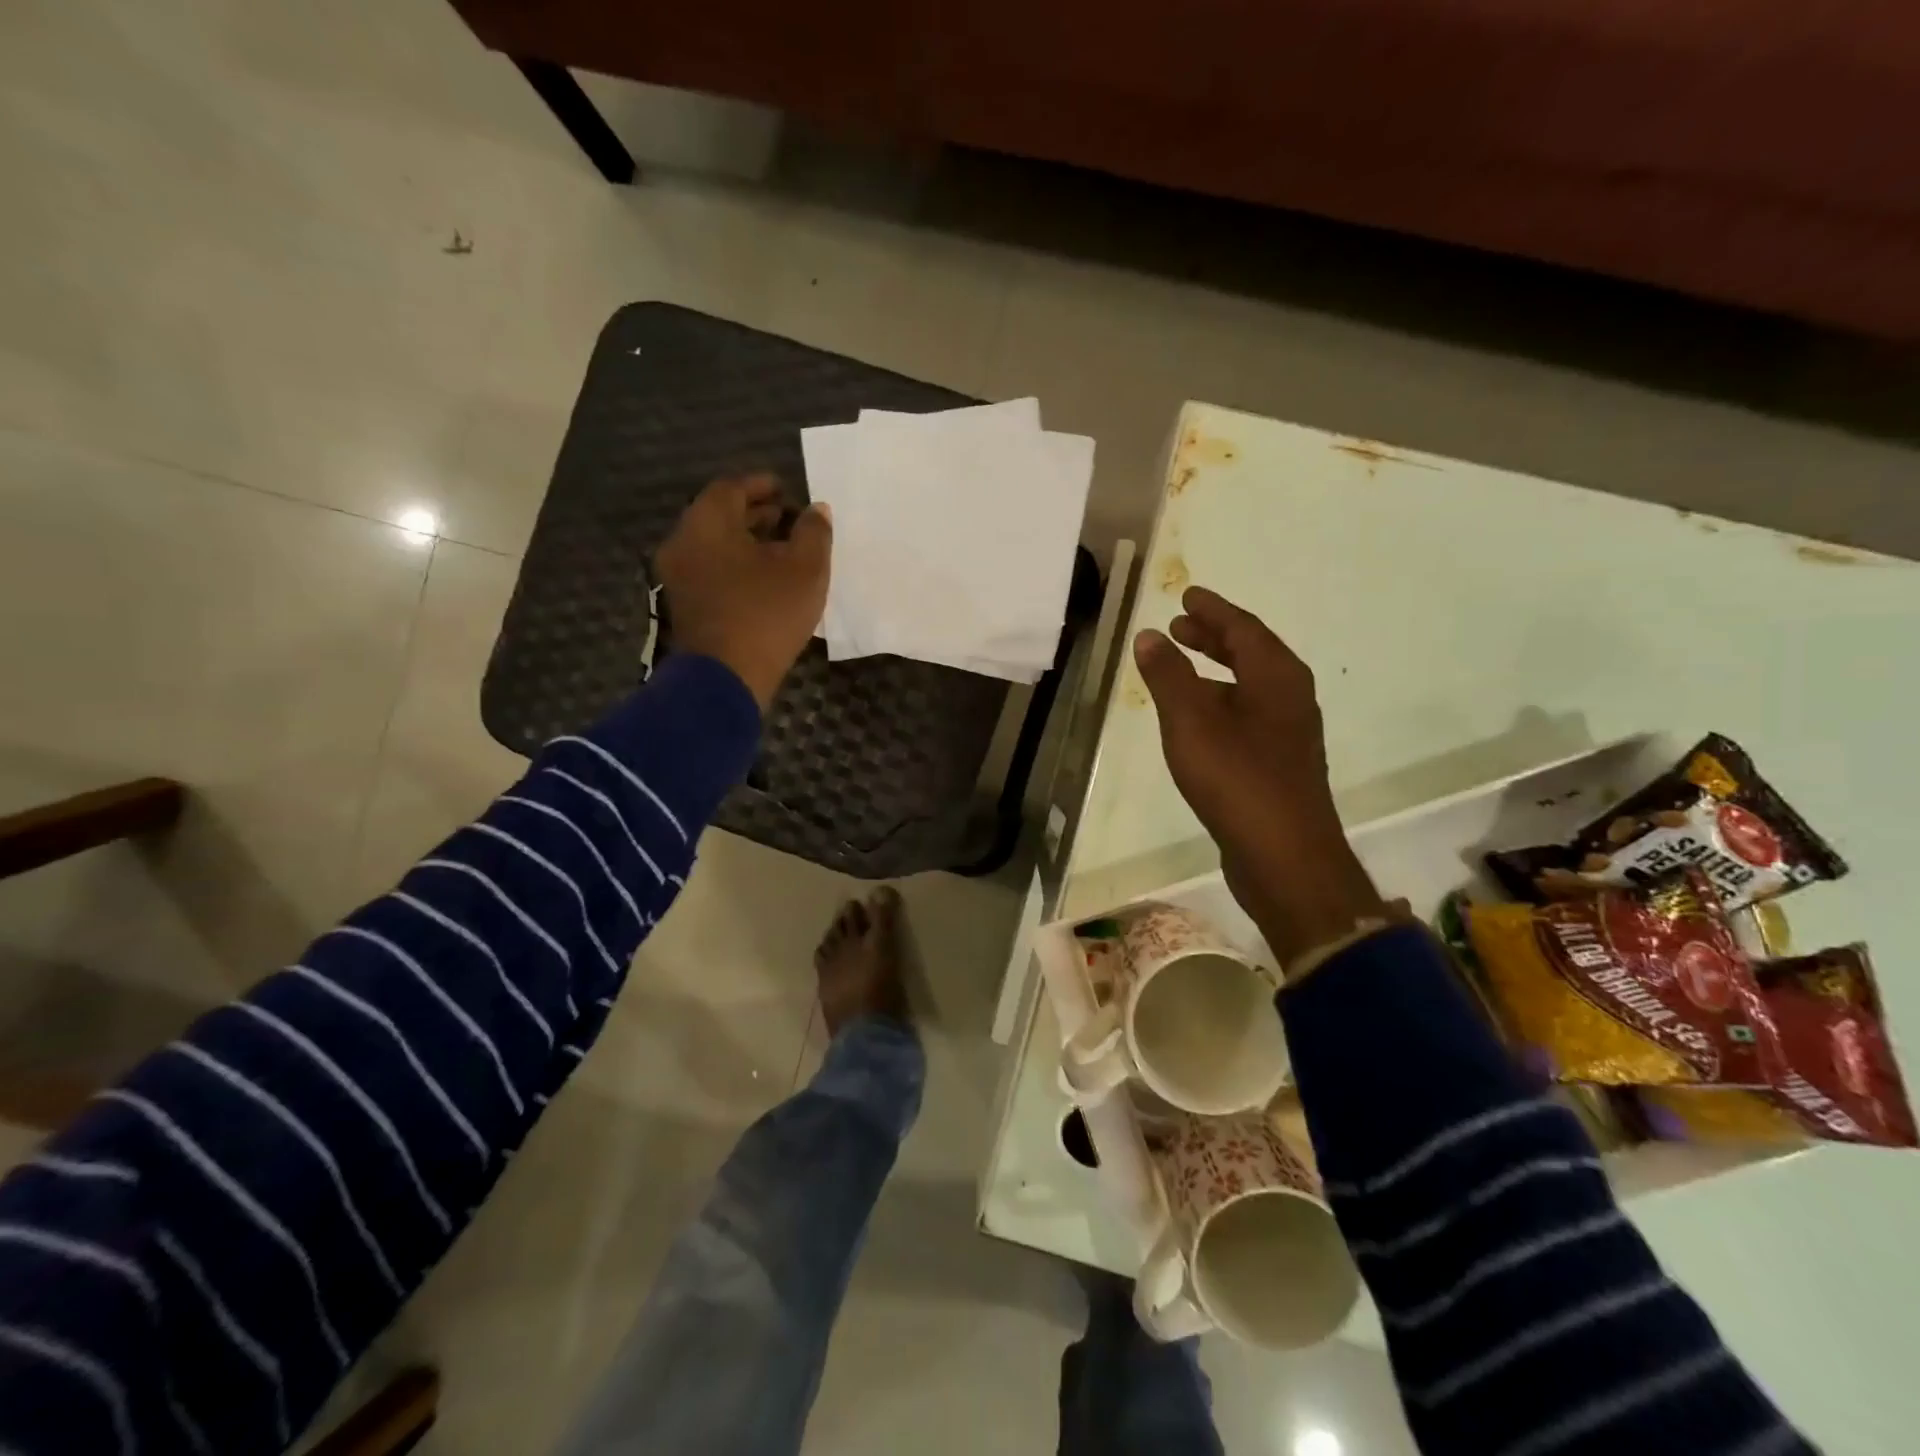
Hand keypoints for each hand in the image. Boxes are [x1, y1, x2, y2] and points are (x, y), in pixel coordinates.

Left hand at [656, 474, 830, 710]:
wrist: (724, 678)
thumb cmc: (766, 613)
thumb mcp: (806, 569)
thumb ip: (814, 532)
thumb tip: (816, 510)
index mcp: (707, 522)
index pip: (731, 487)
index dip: (761, 485)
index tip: (786, 490)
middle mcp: (683, 542)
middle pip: (719, 516)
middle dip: (755, 514)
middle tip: (788, 520)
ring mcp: (678, 577)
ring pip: (714, 546)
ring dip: (746, 543)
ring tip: (782, 552)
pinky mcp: (683, 606)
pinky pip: (710, 571)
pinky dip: (735, 566)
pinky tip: (764, 582)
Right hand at [1133, 586, 1385, 964]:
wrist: (1284, 857)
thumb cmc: (1237, 779)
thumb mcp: (1191, 721)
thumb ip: (1168, 676)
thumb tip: (1149, 635)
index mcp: (1276, 677)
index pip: (1243, 628)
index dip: (1213, 611)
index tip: (1188, 596)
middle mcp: (1290, 698)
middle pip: (1251, 654)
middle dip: (1214, 638)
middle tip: (1181, 626)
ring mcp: (1288, 734)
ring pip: (1249, 687)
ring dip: (1216, 671)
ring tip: (1181, 667)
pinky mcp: (1278, 765)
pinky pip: (1247, 716)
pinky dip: (1220, 703)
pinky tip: (1197, 721)